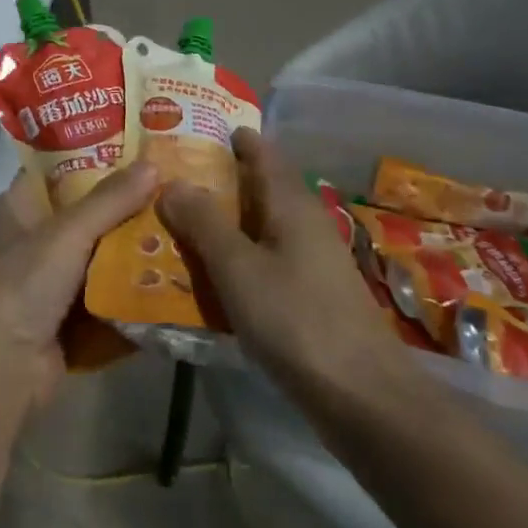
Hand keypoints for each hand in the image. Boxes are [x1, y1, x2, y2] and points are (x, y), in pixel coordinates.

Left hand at [0, 162, 158, 407]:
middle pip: (88, 214)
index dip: (97, 155)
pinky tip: (177, 279)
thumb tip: (154, 164)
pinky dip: (135, 291)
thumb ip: (110, 200)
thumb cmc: (21, 285)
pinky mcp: (70, 320)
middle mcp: (34, 240)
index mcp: (19, 207)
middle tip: (178, 190)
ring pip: (103, 257)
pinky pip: (109, 297)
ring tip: (187, 229)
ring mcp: (52, 283)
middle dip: (129, 207)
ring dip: (137, 251)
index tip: (144, 148)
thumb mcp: (65, 233)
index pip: (61, 169)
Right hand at [158, 128, 417, 407]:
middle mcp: (303, 222)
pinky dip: (232, 255)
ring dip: (219, 220)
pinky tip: (204, 271)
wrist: (363, 398)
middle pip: (256, 187)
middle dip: (214, 179)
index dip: (229, 136)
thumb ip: (203, 223)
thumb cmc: (297, 321)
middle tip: (164, 177)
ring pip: (256, 225)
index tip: (187, 129)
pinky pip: (261, 258)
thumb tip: (171, 181)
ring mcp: (308, 259)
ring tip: (171, 220)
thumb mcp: (238, 268)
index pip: (260, 151)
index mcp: (290, 203)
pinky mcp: (307, 293)